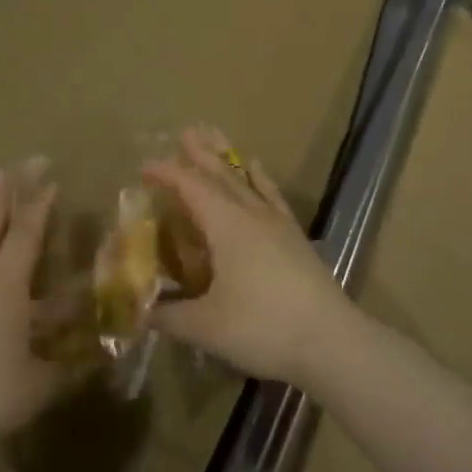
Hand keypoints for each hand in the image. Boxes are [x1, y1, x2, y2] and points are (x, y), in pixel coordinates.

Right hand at [144, 126, 355, 388]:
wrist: (330, 340)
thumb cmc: (262, 327)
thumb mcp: (205, 327)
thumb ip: (169, 316)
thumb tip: (141, 311)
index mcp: (226, 225)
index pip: (191, 187)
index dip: (168, 174)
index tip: (145, 168)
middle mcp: (251, 214)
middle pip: (222, 174)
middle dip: (201, 153)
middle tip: (186, 130)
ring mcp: (277, 223)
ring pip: (246, 179)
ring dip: (228, 158)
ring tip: (216, 137)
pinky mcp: (295, 237)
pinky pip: (272, 195)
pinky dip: (261, 178)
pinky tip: (257, 169)